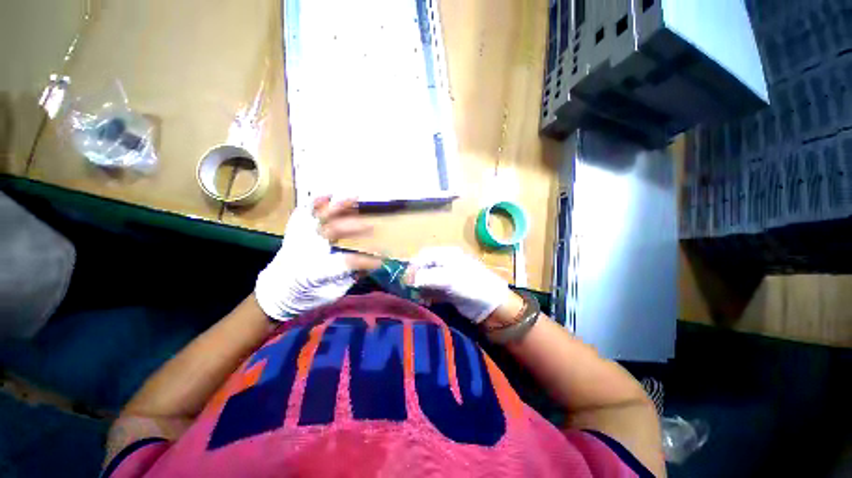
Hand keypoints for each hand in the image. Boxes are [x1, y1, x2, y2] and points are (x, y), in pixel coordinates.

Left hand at [255, 196, 379, 319]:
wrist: (274, 293)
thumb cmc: (305, 296)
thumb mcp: (332, 293)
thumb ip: (350, 277)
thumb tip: (369, 265)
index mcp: (316, 270)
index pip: (346, 261)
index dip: (365, 260)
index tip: (380, 261)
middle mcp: (306, 250)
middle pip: (333, 231)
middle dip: (355, 227)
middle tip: (373, 228)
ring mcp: (299, 239)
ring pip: (319, 217)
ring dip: (338, 206)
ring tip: (355, 197)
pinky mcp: (295, 234)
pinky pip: (302, 214)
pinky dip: (314, 203)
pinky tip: (326, 195)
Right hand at [407, 247, 510, 322]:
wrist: (492, 304)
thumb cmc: (472, 286)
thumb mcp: (450, 279)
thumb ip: (429, 277)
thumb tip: (411, 280)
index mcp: (446, 255)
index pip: (423, 256)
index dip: (413, 267)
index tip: (407, 281)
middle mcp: (445, 263)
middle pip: (423, 267)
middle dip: (415, 278)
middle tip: (410, 290)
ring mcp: (447, 277)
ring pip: (426, 279)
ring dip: (420, 288)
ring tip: (418, 298)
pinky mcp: (448, 290)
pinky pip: (432, 290)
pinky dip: (427, 295)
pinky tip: (425, 301)